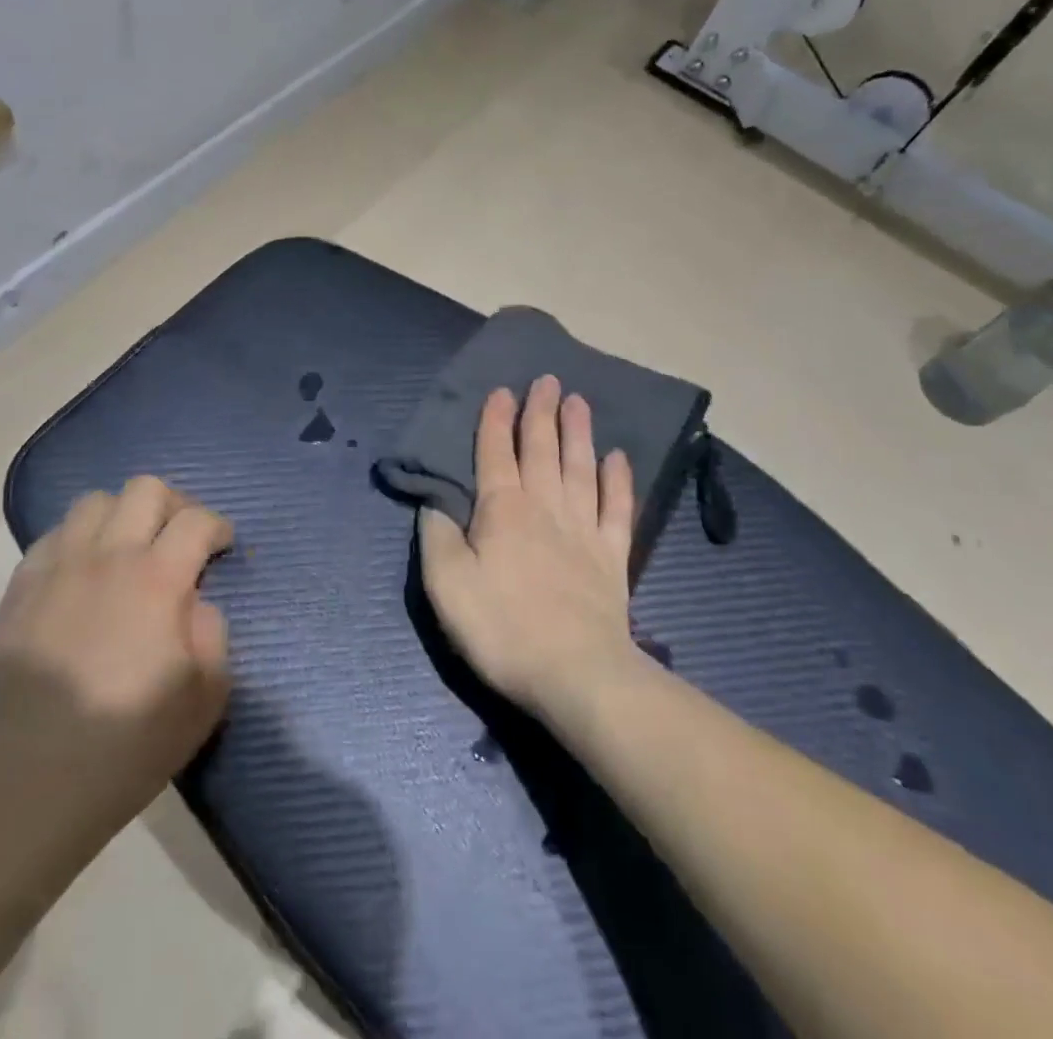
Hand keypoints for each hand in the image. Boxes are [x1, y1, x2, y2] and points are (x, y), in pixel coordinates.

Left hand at [0, 477, 232, 845]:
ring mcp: (57, 569)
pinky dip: (78, 540)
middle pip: (145, 489)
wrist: (29, 784)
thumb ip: (213, 632)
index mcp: (157, 580)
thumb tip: (196, 602)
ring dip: (122, 515)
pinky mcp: (19, 589)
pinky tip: (83, 575)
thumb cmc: (128, 744)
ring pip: (94, 501)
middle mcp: (107, 557)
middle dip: (175, 505)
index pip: (197, 520)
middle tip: (179, 539)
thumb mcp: (205, 697)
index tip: (222, 547)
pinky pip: (52, 536)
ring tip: (128, 550)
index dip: (218, 526)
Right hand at [420, 377, 640, 723]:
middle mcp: (544, 507)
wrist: (575, 674)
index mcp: (502, 510)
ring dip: (578, 432)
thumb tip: (434, 504)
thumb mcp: (446, 585)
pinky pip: (617, 508)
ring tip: (580, 401)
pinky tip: (619, 457)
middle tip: (548, 379)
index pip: (495, 452)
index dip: (496, 419)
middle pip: (542, 449)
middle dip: (541, 412)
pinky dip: (618, 480)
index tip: (502, 389)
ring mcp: (583, 529)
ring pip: (580, 467)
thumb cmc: (501, 628)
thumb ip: (436, 538)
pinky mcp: (612, 557)